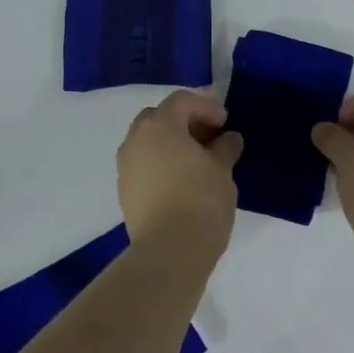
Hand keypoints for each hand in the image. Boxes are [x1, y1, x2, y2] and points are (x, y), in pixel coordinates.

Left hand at [118, 90, 242, 251]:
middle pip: (159, 117)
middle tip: (209, 137)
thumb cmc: (201, 201)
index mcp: (160, 126)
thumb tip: (228, 139)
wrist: (169, 251)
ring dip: (171, 143)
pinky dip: (161, 163)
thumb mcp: (222, 170)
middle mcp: (136, 139)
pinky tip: (181, 181)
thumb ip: (225, 148)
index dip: (206, 106)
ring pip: (148, 141)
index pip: (182, 101)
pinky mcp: (124, 190)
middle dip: (184, 122)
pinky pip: (143, 164)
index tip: (225, 123)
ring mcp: (126, 166)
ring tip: (197, 161)